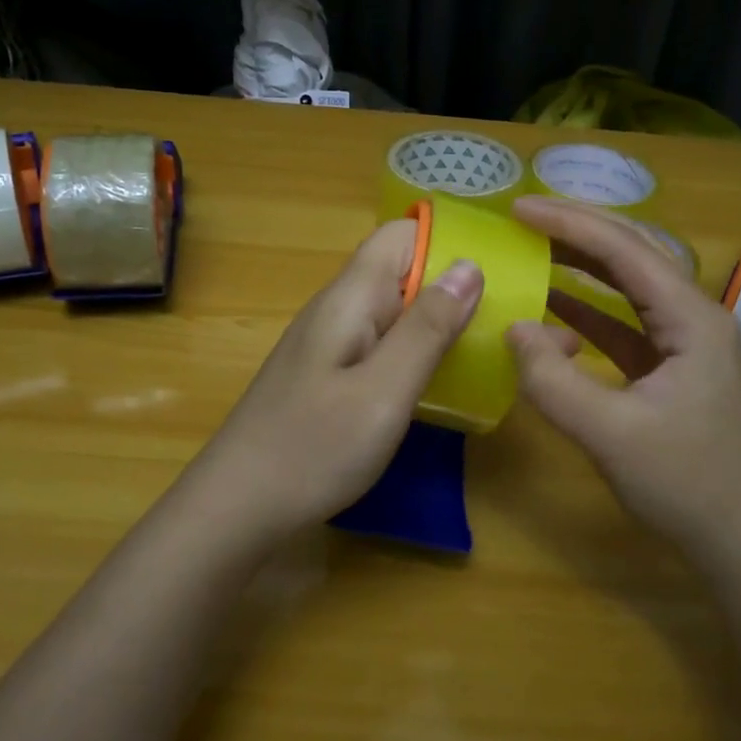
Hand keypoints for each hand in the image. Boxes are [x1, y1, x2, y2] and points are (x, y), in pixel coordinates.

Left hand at [182, 218, 482, 544]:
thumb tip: (470, 265)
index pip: (400, 234)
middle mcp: (336, 309)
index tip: (498, 266)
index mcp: (350, 298)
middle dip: (450, 284)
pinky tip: (434, 382)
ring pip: (391, 309)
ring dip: (434, 320)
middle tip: (503, 317)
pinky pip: (379, 343)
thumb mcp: (384, 390)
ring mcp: (328, 344)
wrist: (237, 506)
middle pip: (400, 270)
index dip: (447, 239)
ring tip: (482, 347)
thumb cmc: (314, 447)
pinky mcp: (326, 376)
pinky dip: (411, 351)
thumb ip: (428, 327)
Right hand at [504, 196, 740, 566]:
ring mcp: (685, 345)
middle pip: (633, 255)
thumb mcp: (610, 434)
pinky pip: (625, 325)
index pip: (625, 251)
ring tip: (534, 248)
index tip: (517, 209)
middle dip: (577, 231)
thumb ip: (553, 380)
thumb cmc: (687, 485)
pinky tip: (555, 310)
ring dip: (583, 266)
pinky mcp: (672, 371)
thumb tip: (514, 328)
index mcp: (691, 319)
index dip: (569, 224)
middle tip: (522, 218)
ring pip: (630, 288)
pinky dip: (588, 313)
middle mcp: (693, 318)